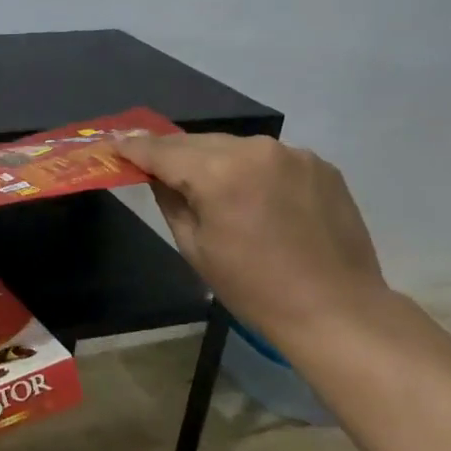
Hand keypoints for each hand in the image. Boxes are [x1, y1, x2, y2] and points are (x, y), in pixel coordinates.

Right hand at [116, 131, 390, 345]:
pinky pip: (270, 158)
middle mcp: (256, 150)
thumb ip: (171, 201)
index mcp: (220, 174)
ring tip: (206, 184)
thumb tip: (157, 175)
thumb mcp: (195, 248)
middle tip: (150, 162)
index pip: (164, 151)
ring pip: (235, 147)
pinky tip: (252, 195)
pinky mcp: (320, 164)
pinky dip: (251, 169)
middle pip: (199, 142)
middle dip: (173, 152)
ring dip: (214, 160)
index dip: (136, 149)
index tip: (114, 144)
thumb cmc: (254, 289)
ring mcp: (294, 153)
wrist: (335, 309)